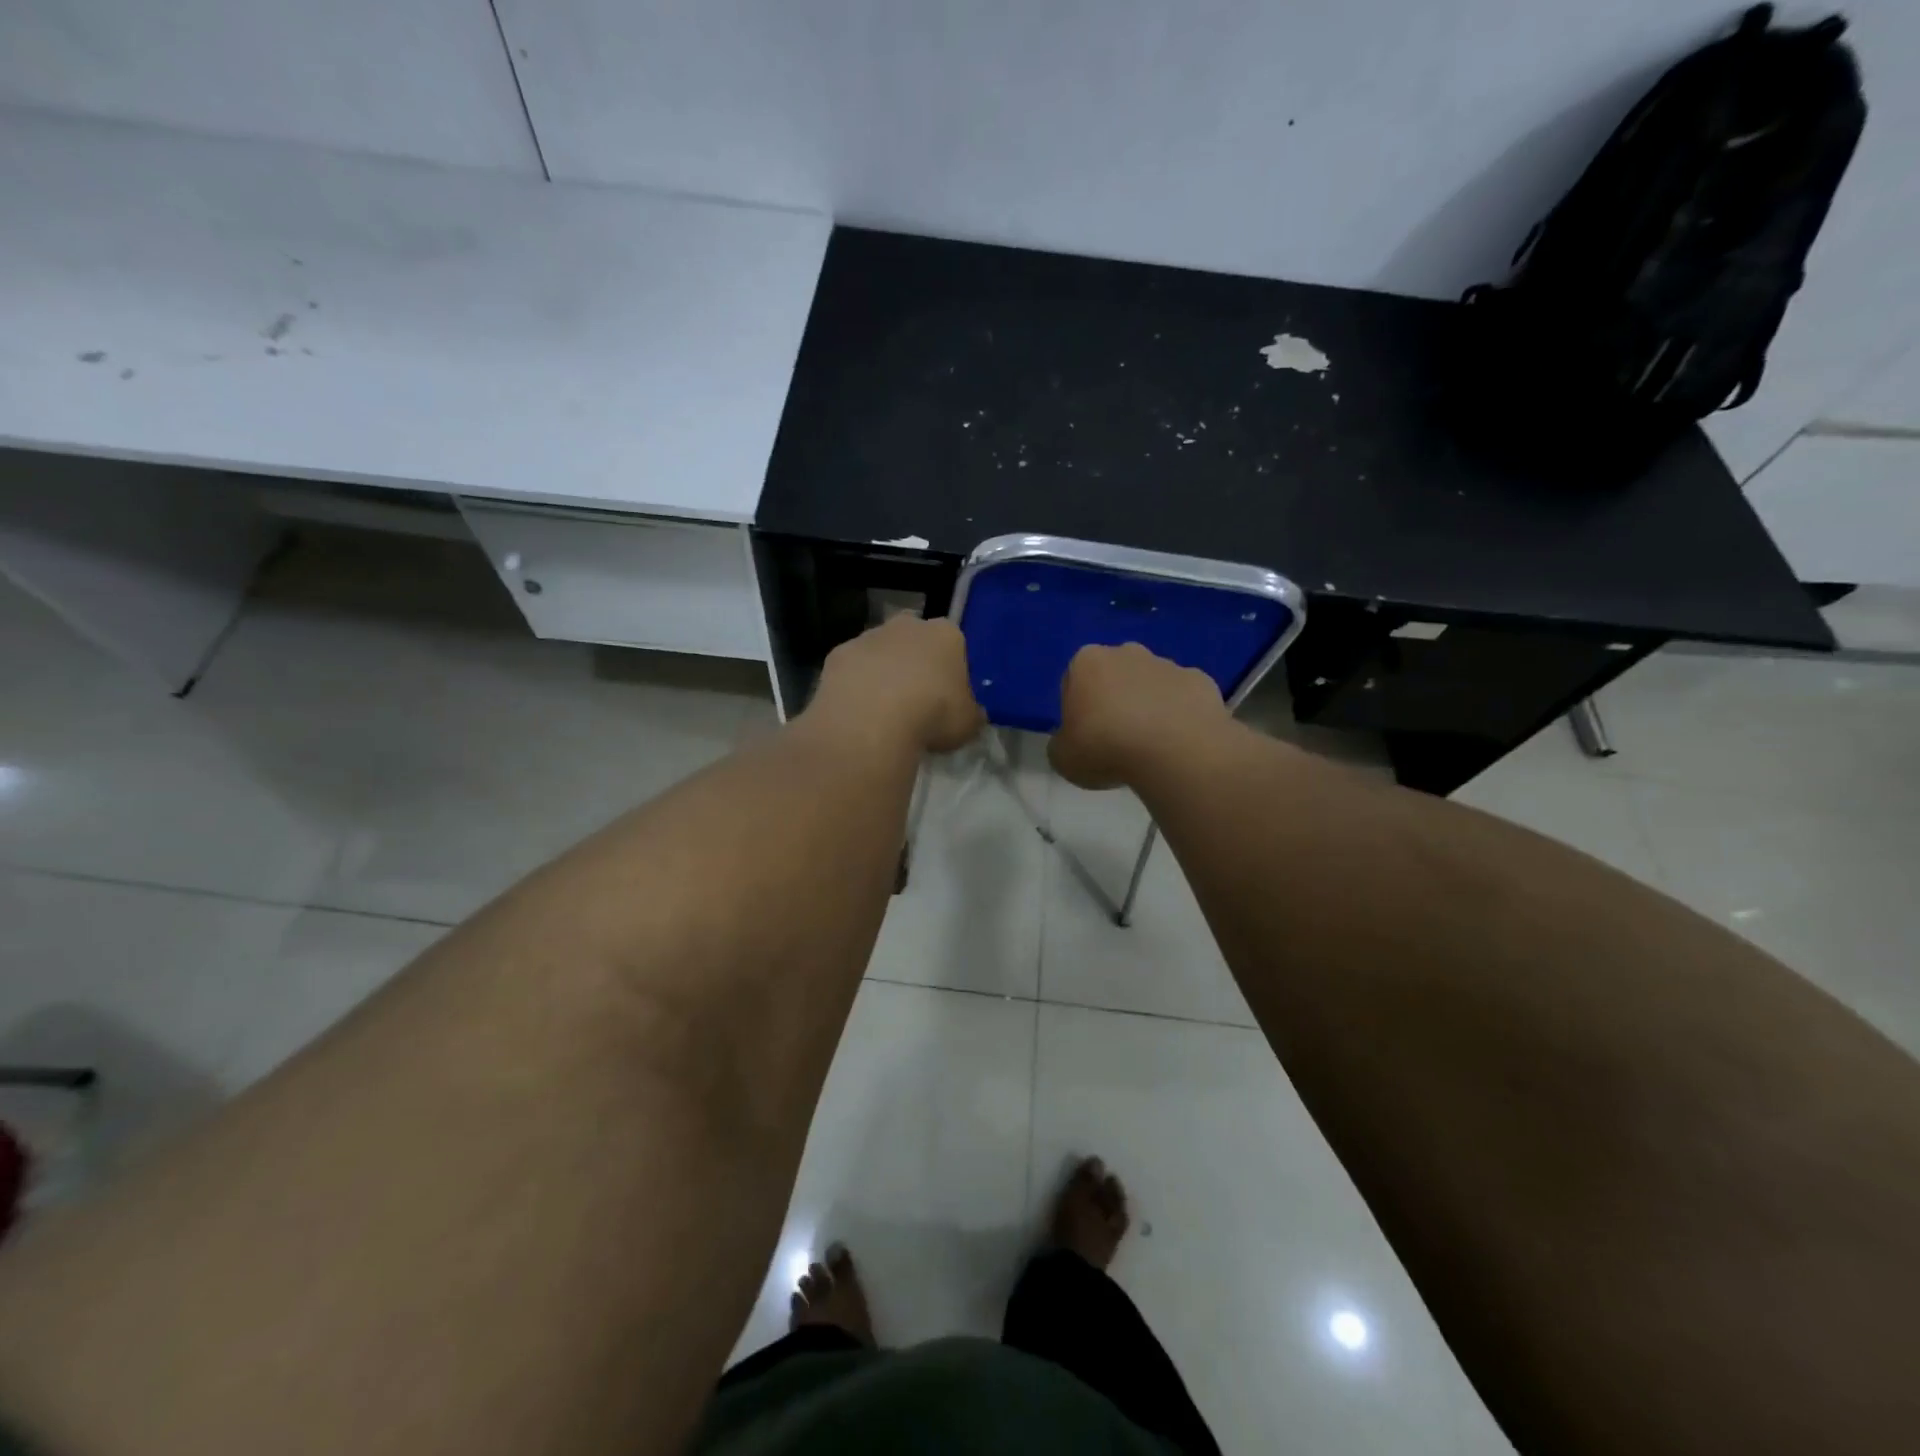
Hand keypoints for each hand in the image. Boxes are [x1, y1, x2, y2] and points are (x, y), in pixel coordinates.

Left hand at [808, 615, 985, 753]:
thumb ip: (970, 713)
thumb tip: (970, 714)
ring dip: (882, 674)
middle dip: (914, 663)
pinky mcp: (837, 654)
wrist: (872, 720)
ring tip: (883, 713)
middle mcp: (907, 625)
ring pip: (880, 653)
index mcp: (946, 634)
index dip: (951, 671)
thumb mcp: (968, 723)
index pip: (954, 645)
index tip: (947, 698)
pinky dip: (855, 686)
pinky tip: (858, 713)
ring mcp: (868, 636)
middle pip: (914, 641)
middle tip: (915, 701)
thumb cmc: (932, 715)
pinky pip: (852, 670)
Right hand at [1049, 642, 1232, 788]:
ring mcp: (1168, 664)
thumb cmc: (1107, 749)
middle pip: (1114, 675)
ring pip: (1150, 683)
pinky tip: (1178, 742)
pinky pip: (1183, 697)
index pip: (1074, 680)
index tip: (1084, 736)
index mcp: (1087, 661)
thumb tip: (1071, 742)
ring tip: (1150, 745)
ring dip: (1148, 705)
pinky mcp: (1201, 680)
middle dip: (1114, 699)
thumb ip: (1062, 744)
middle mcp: (1127, 652)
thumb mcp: (1063, 758)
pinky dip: (1180, 714)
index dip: (1077, 709)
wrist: (1176, 752)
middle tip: (1115, 739)